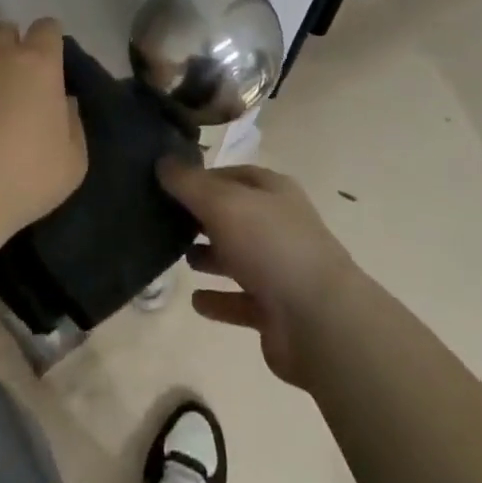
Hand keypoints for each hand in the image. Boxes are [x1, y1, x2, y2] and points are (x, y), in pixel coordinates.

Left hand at [0, 14, 86, 275]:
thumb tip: (62, 101)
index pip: (48, 27)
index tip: (49, 66)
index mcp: (39, 63)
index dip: (49, 43)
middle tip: (11, 78)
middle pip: (7, 29)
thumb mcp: (73, 162)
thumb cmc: (22, 180)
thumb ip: (73, 123)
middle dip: (12, 46)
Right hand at [159, 159, 360, 388]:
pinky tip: (195, 301)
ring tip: (177, 257)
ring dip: (210, 257)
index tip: (168, 183)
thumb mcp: (223, 203)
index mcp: (274, 192)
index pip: (234, 175)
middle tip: (165, 219)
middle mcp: (279, 226)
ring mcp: (280, 269)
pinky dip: (219, 300)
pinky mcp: (276, 312)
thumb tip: (162, 161)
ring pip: (238, 257)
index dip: (203, 177)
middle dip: (203, 217)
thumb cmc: (271, 246)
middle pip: (235, 215)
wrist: (319, 321)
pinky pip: (240, 301)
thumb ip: (189, 184)